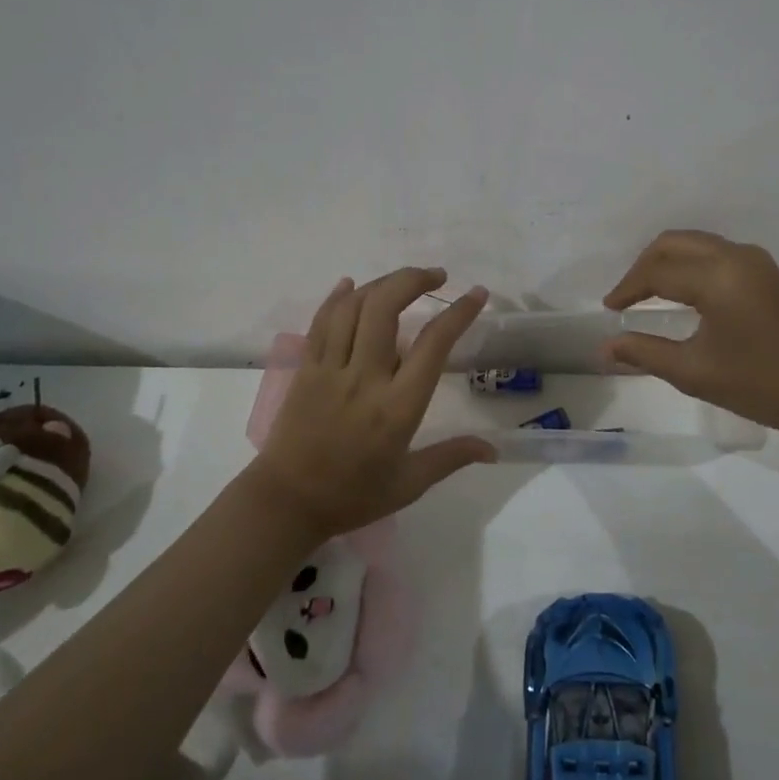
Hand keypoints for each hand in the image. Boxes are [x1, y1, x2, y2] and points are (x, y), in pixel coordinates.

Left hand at [254, 267, 494, 539]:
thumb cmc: (352, 496)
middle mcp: (364, 379)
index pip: (433, 344)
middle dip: (413, 280)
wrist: (285, 503)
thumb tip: (493, 448)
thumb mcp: (409, 484)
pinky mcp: (306, 369)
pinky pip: (321, 321)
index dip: (458, 313)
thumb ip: (451, 457)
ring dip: (381, 283)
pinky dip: (337, 297)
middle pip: (385, 308)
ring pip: (353, 307)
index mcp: (397, 407)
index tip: (476, 294)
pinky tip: (351, 284)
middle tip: (436, 276)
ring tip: (403, 281)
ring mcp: (330, 370)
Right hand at [602, 230, 778, 440]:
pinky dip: (692, 264)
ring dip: (669, 261)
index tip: (609, 309)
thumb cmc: (759, 385)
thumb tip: (606, 347)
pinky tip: (684, 292)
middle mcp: (736, 257)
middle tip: (626, 296)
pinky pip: (717, 253)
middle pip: (675, 242)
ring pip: (697, 243)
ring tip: (649, 292)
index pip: (658, 272)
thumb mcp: (695, 372)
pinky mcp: (768, 271)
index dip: (628, 288)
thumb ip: (645, 353)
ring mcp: (756, 261)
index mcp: (718, 277)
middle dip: (645, 265)